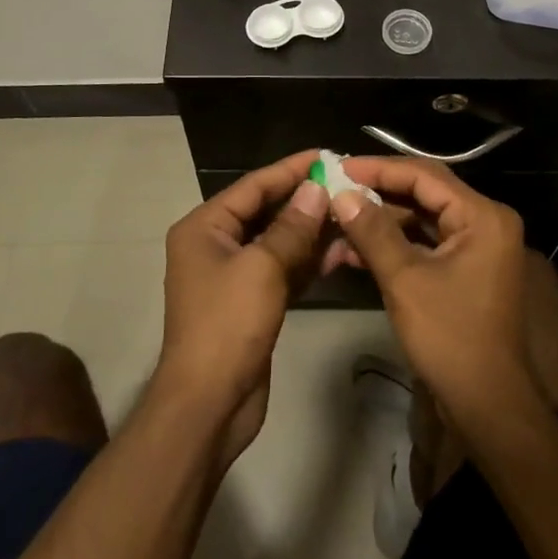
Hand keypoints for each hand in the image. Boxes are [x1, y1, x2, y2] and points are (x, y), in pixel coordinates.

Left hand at [156, 151, 329, 469]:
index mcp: (205, 227)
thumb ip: (292, 227)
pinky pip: (284, 270)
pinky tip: (341, 252)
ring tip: (352, 215)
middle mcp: (216, 245)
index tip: (327, 154)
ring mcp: (235, 275)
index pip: (253, 186)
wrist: (209, 404)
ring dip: (312, 232)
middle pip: (266, 211)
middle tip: (347, 184)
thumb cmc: (227, 325)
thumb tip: (317, 189)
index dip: (290, 169)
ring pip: (279, 242)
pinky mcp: (253, 302)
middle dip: (306, 200)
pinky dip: (309, 262)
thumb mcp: (261, 268)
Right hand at [329, 157, 537, 428]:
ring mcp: (475, 247)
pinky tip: (353, 250)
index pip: (423, 175)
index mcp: (482, 216)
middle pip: (423, 192)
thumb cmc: (450, 337)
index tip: (338, 167)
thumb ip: (372, 231)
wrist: (486, 406)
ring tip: (337, 219)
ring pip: (420, 219)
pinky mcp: (463, 269)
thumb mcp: (405, 279)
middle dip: (377, 192)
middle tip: (335, 187)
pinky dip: (392, 244)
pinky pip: (424, 243)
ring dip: (380, 221)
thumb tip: (340, 194)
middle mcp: (484, 222)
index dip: (378, 168)